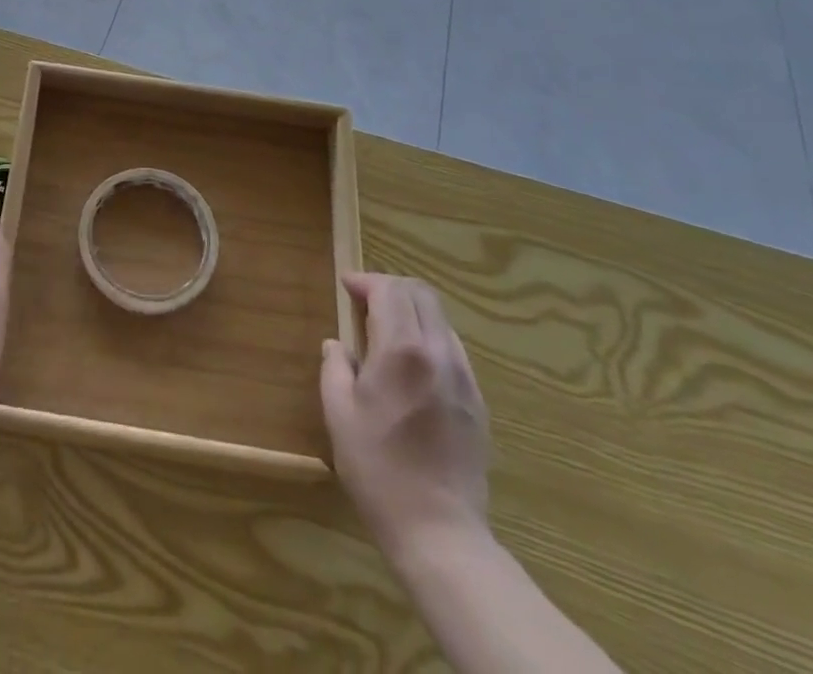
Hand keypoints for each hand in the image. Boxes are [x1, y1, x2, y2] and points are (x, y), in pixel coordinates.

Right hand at [321, 273, 490, 558]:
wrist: (439, 532)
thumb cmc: (378, 469)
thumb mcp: (339, 413)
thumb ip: (335, 367)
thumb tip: (337, 345)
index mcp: (402, 350)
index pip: (390, 290)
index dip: (366, 280)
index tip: (346, 286)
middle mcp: (438, 353)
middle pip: (422, 295)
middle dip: (391, 288)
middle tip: (364, 301)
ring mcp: (464, 378)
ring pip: (441, 320)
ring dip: (412, 312)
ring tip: (386, 332)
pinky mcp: (477, 403)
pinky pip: (453, 350)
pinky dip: (429, 339)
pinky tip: (411, 366)